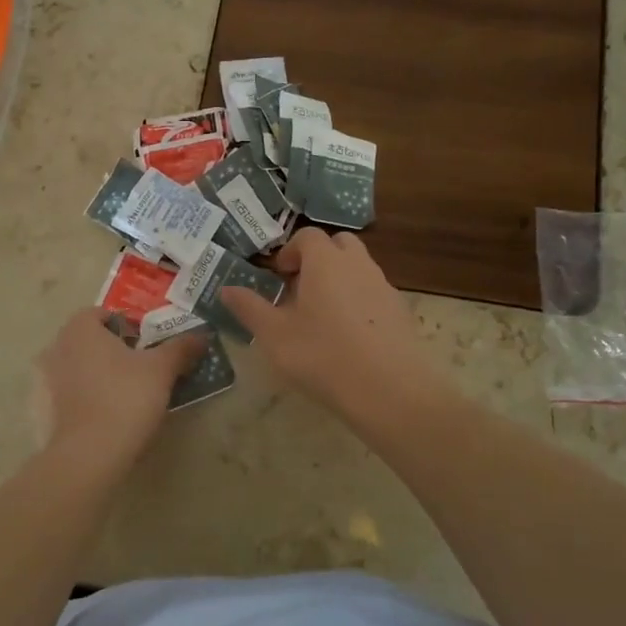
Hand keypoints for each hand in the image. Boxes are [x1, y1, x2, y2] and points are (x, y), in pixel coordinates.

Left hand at [32, 308, 205, 465]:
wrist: (90, 454)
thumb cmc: (126, 398)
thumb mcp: (162, 369)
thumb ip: (181, 348)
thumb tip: (202, 336)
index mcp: (80, 328)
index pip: (102, 314)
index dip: (127, 326)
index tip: (147, 345)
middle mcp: (57, 347)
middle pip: (89, 340)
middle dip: (112, 349)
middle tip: (141, 368)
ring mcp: (46, 380)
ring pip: (78, 367)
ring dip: (98, 374)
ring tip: (126, 393)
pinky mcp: (45, 410)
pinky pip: (69, 394)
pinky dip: (85, 398)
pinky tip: (107, 415)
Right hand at [221, 229, 442, 415]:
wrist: (390, 389)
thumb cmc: (323, 355)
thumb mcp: (274, 335)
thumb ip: (249, 308)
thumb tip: (225, 289)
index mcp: (325, 261)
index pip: (307, 236)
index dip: (289, 251)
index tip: (278, 277)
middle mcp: (357, 264)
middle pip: (338, 244)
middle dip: (318, 259)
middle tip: (300, 290)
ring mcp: (383, 286)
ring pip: (358, 267)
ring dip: (339, 279)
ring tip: (322, 316)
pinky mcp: (400, 311)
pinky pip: (374, 292)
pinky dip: (359, 301)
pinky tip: (349, 336)